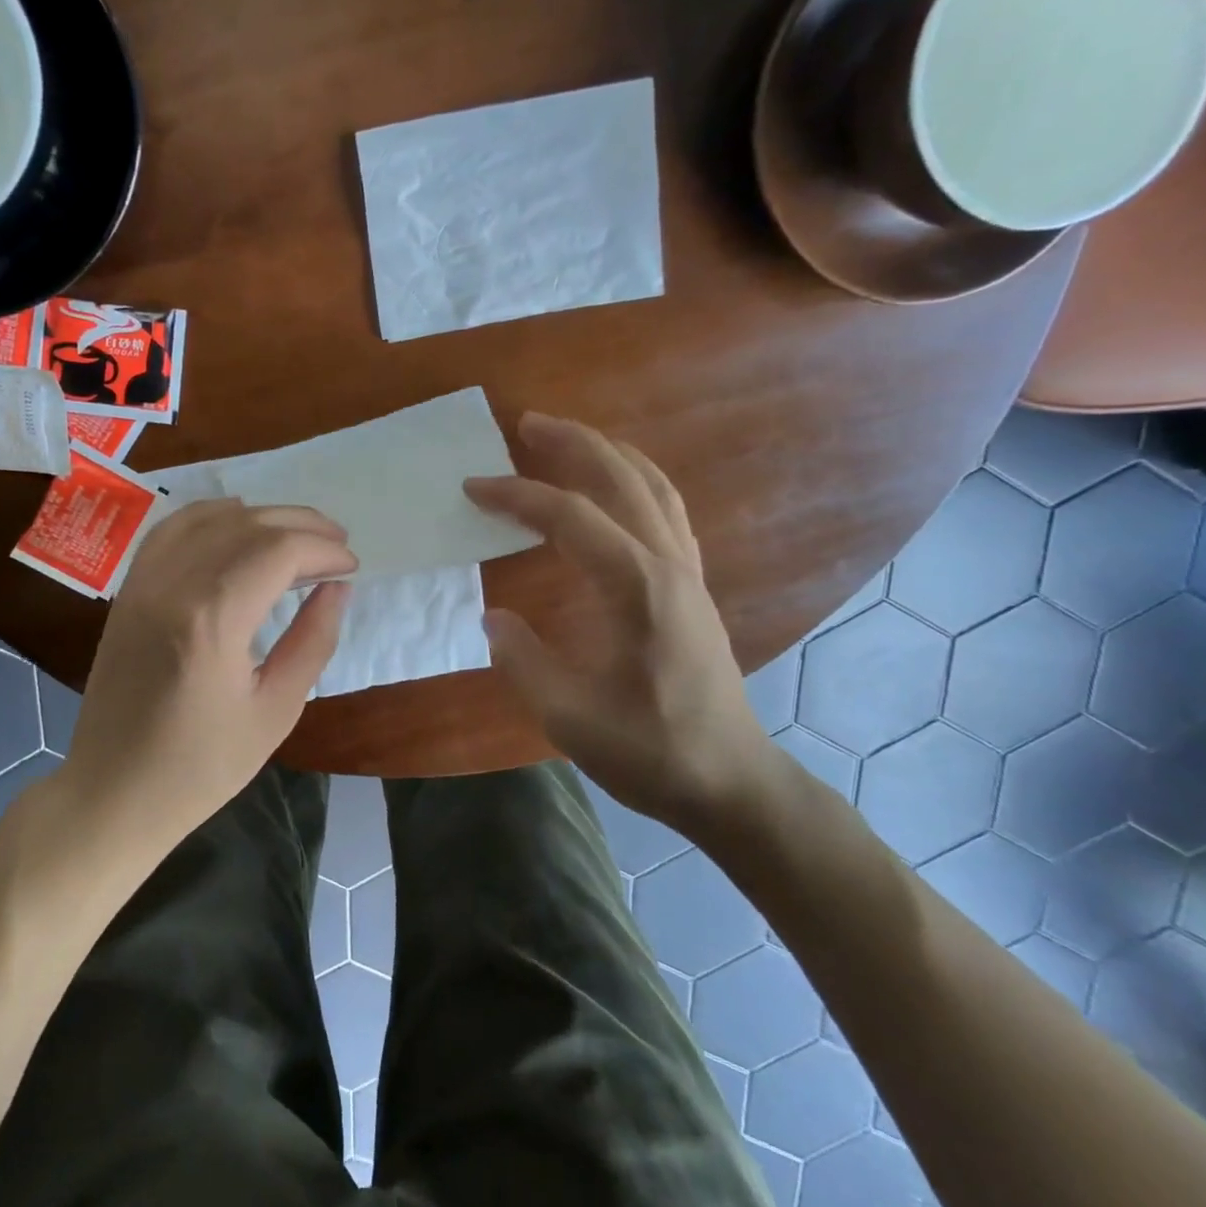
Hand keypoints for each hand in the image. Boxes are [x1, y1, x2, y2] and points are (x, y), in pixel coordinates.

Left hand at [61, 500, 355, 846]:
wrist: (112, 793)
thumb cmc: (201, 767)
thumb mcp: (276, 711)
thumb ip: (312, 641)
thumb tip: (337, 588)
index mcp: (212, 621)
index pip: (278, 552)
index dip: (322, 550)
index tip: (351, 566)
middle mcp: (172, 586)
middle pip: (246, 525)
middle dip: (300, 525)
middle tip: (337, 542)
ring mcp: (143, 584)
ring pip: (209, 519)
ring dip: (260, 516)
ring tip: (297, 532)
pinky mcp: (128, 591)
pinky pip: (170, 530)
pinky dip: (210, 517)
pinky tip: (237, 524)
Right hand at [465, 414, 775, 831]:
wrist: (733, 783)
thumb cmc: (653, 751)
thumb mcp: (570, 717)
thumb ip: (523, 661)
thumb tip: (496, 618)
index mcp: (637, 589)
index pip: (571, 518)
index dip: (517, 496)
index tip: (473, 488)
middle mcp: (667, 565)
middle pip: (622, 479)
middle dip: (571, 444)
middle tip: (525, 423)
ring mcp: (686, 572)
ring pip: (652, 488)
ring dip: (607, 454)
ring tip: (566, 439)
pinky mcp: (691, 586)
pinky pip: (665, 511)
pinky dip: (633, 482)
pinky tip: (612, 490)